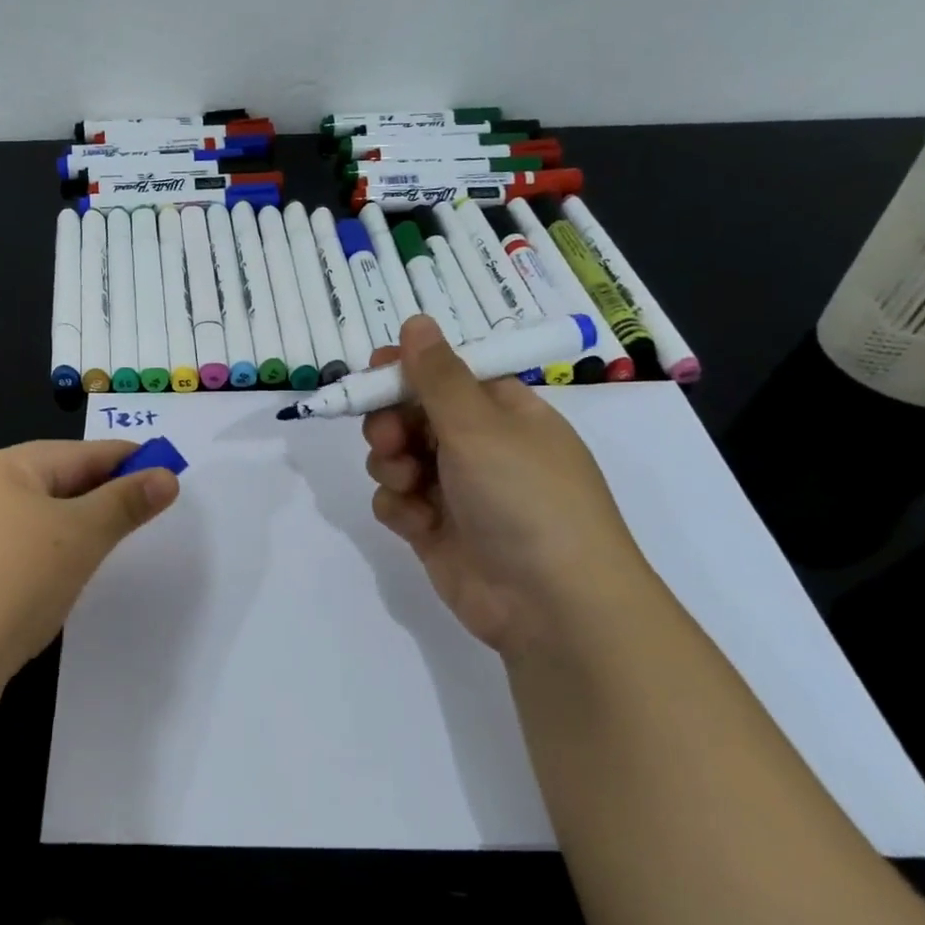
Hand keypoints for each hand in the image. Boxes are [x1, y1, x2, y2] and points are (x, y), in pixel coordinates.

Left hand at [0, 440, 178, 700]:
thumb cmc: (14, 582)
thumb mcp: (82, 537)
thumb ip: (125, 503)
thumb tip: (166, 476)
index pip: (76, 453)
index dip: (123, 459)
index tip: (162, 468)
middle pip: (46, 481)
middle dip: (94, 493)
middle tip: (135, 509)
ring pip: (21, 517)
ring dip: (62, 525)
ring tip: (95, 544)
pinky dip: (31, 554)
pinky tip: (42, 578)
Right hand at [364, 316, 658, 657]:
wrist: (551, 603)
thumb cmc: (524, 496)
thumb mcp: (480, 426)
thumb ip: (437, 376)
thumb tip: (416, 321)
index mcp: (503, 412)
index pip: (446, 375)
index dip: (408, 371)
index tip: (373, 372)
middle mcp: (479, 447)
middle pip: (413, 415)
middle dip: (390, 423)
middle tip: (387, 438)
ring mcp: (456, 490)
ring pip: (398, 459)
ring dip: (391, 466)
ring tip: (408, 485)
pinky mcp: (436, 530)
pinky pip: (398, 502)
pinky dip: (399, 508)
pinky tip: (416, 522)